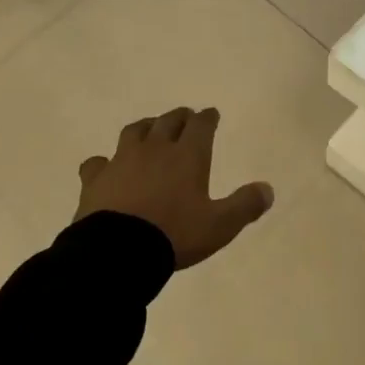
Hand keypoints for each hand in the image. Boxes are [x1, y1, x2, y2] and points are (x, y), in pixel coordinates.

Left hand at [76, 107, 275, 267]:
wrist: (118, 251)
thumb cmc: (174, 234)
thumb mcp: (219, 226)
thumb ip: (244, 206)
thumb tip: (268, 189)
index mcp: (188, 155)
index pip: (200, 125)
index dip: (207, 118)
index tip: (211, 114)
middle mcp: (155, 149)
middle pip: (168, 121)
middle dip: (180, 116)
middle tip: (186, 116)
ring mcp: (122, 160)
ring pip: (135, 131)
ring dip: (145, 126)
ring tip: (150, 128)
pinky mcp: (96, 178)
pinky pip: (97, 161)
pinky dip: (103, 161)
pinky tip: (104, 166)